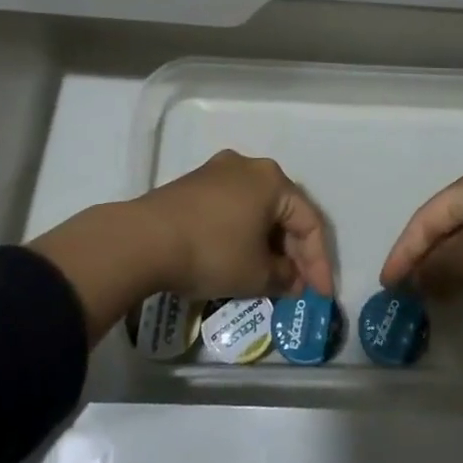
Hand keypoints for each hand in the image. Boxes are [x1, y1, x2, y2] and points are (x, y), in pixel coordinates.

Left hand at [138, 150, 333, 301]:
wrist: (143, 240)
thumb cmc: (212, 251)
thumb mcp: (256, 274)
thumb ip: (284, 277)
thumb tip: (292, 280)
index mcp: (272, 180)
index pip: (309, 222)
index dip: (318, 262)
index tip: (319, 295)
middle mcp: (248, 166)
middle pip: (282, 212)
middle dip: (292, 252)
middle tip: (296, 286)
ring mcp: (217, 172)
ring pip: (255, 210)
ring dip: (266, 244)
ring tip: (268, 276)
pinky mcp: (192, 185)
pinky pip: (231, 209)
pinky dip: (241, 234)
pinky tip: (238, 259)